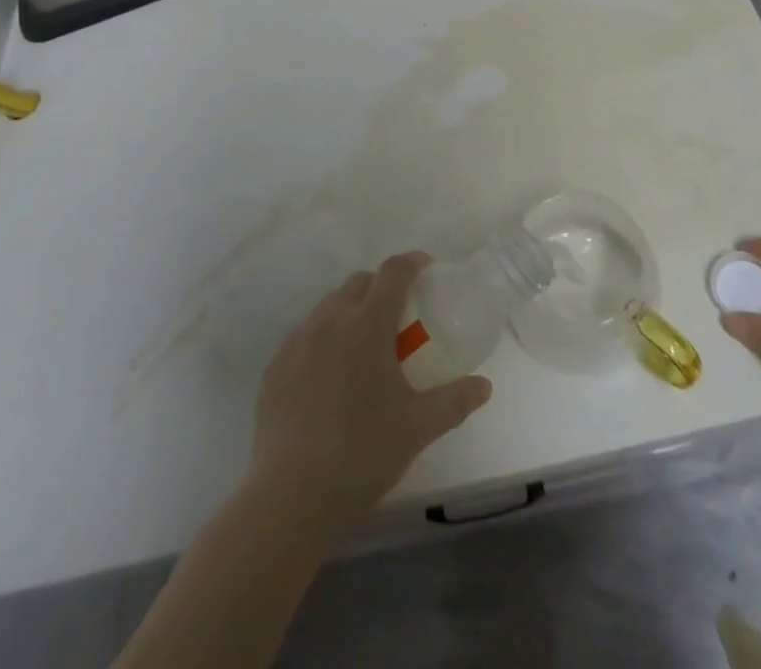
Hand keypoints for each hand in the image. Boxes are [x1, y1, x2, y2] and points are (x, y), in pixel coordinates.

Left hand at [246, 253, 491, 536]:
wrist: (291, 496)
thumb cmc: (362, 453)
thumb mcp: (418, 428)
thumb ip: (454, 401)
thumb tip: (484, 386)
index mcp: (366, 325)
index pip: (392, 273)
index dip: (412, 263)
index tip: (427, 268)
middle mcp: (329, 321)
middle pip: (359, 282)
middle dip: (382, 286)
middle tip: (400, 315)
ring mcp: (297, 342)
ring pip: (329, 305)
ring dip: (351, 309)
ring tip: (365, 344)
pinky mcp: (275, 366)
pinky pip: (305, 333)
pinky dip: (324, 335)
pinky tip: (331, 372)